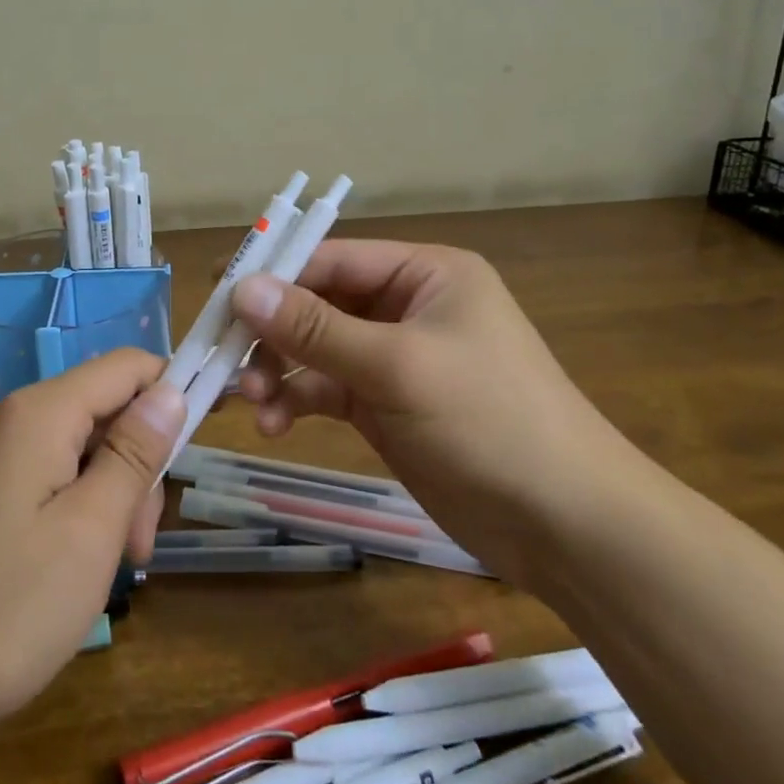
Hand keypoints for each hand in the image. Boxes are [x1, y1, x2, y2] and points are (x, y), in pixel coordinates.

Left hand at [0, 349, 184, 742]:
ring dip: (110, 495)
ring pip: (80, 448)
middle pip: (104, 409)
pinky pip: (49, 475)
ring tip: (107, 569)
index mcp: (41, 412)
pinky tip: (70, 567)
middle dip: (137, 465)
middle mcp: (13, 417)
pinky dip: (76, 510)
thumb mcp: (89, 531)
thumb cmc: (2, 609)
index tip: (196, 453)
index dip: (172, 393)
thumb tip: (171, 391)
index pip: (128, 366)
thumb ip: (134, 454)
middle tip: (139, 545)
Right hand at [230, 241, 642, 584]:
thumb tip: (242, 288)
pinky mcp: (386, 404)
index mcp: (424, 274)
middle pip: (319, 303)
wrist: (567, 525)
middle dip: (272, 331)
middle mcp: (407, 306)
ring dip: (278, 370)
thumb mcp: (398, 367)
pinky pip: (326, 389)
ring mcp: (395, 358)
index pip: (332, 258)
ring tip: (248, 399)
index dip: (274, 272)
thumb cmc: (489, 421)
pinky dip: (297, 400)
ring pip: (316, 349)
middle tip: (222, 354)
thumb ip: (316, 329)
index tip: (216, 292)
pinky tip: (274, 425)